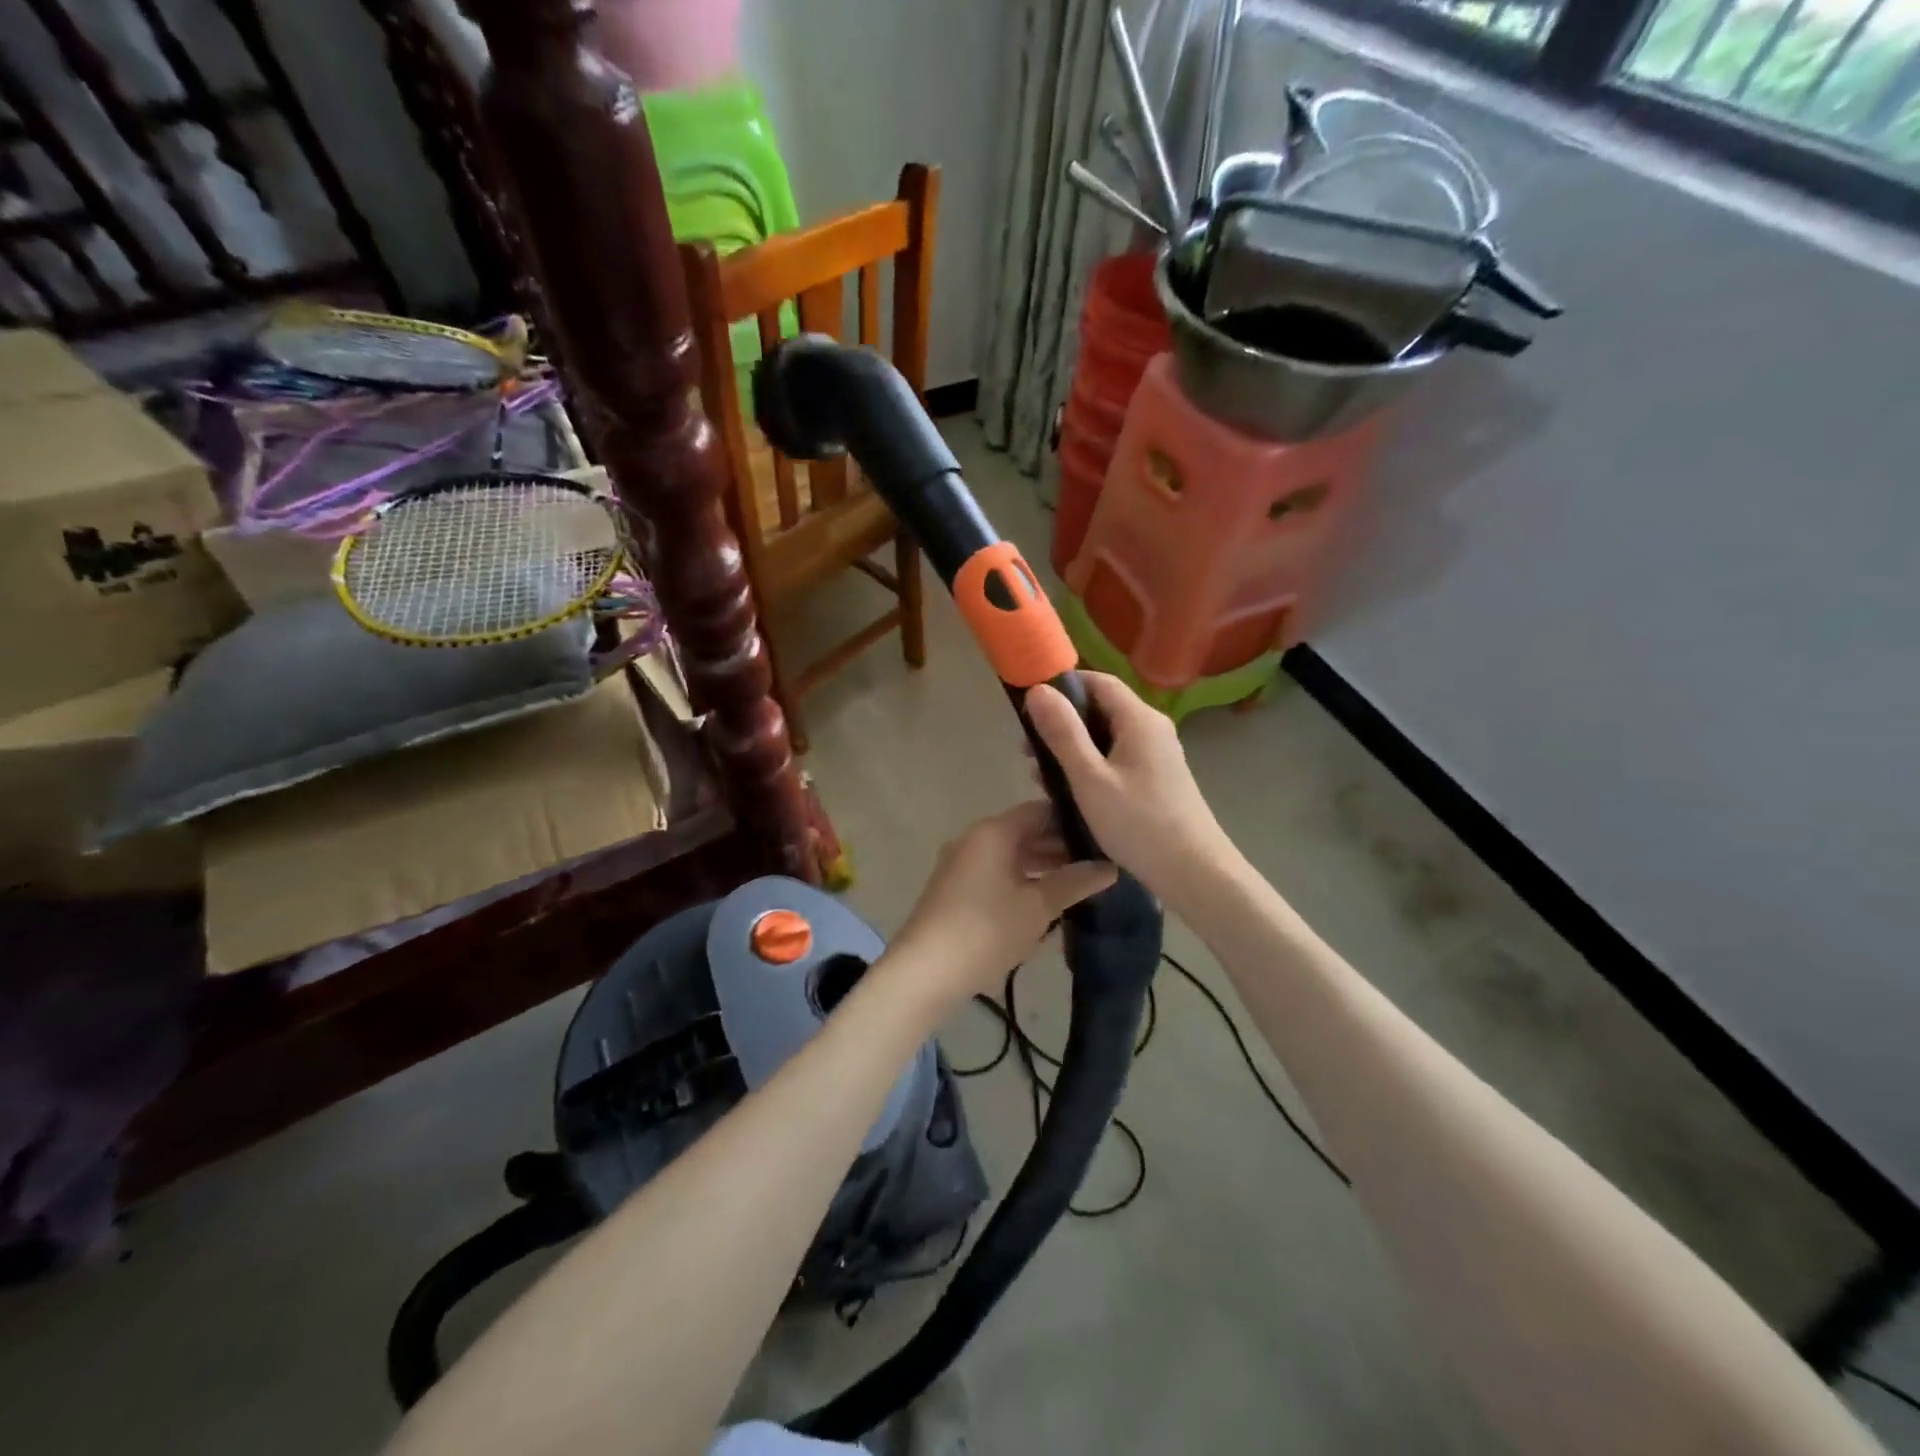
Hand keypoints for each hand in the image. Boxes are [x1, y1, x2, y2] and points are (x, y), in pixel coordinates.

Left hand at [888, 802, 1116, 1003]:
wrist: (925, 971)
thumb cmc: (986, 929)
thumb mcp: (1038, 906)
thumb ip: (1075, 882)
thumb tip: (1109, 867)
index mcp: (993, 832)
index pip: (1040, 811)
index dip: (1073, 821)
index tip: (1105, 836)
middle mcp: (975, 839)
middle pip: (1025, 833)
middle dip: (1061, 848)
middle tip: (1100, 865)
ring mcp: (962, 865)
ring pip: (1012, 857)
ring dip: (1043, 868)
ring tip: (1081, 886)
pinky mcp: (956, 891)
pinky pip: (997, 875)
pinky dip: (1023, 883)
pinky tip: (1047, 904)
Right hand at [1024, 673, 1232, 908]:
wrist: (1194, 872)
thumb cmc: (1138, 823)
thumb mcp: (1090, 778)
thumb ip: (1062, 732)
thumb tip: (1038, 690)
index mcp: (1139, 719)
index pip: (1098, 681)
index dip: (1062, 686)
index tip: (1029, 707)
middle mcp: (1152, 728)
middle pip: (1101, 708)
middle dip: (1063, 723)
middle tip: (1028, 751)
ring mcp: (1158, 754)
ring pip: (1107, 737)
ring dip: (1073, 749)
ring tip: (1042, 776)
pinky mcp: (1158, 778)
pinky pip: (1118, 758)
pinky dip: (1092, 766)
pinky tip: (1072, 792)